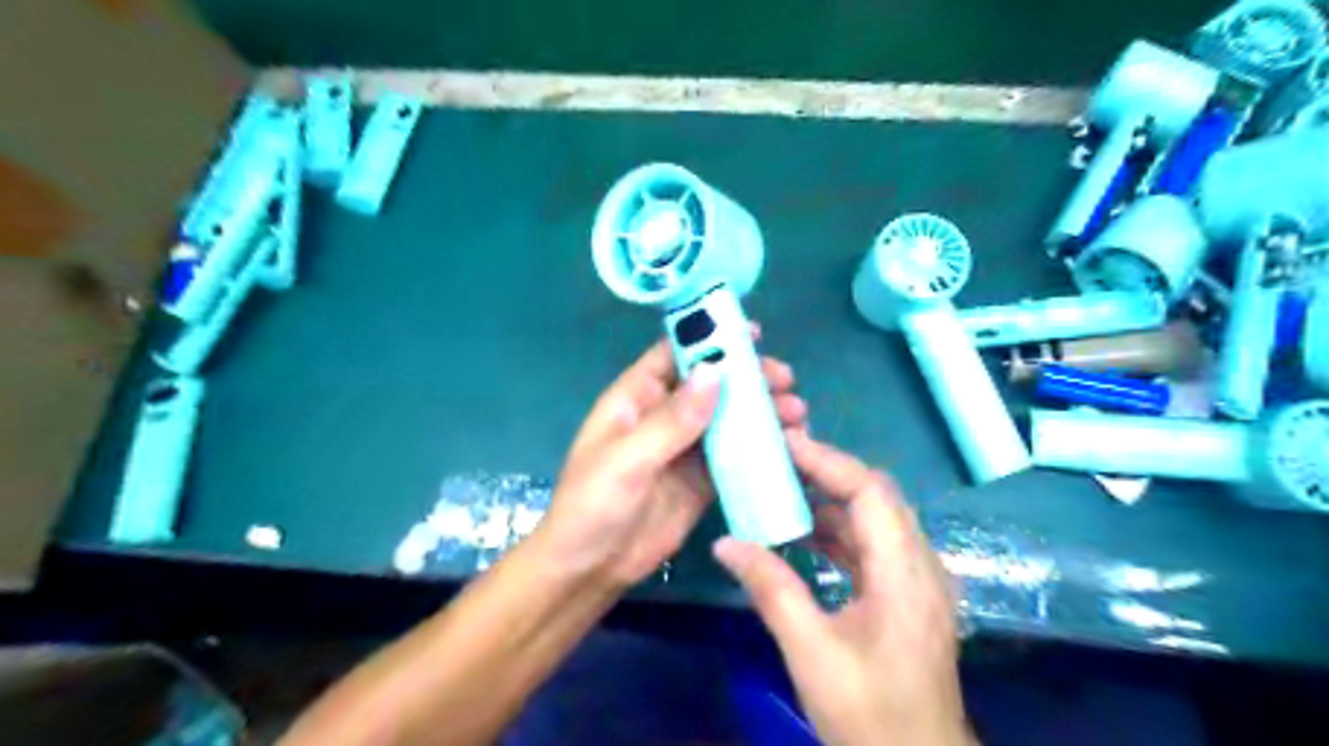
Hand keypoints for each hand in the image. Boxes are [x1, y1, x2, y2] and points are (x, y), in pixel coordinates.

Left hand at [535, 334, 809, 587]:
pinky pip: (733, 455)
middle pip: (710, 384)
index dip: (709, 339)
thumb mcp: (627, 459)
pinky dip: (759, 447)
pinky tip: (787, 445)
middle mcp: (663, 416)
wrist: (591, 567)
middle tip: (784, 380)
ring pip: (727, 418)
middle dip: (747, 377)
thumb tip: (714, 373)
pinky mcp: (701, 479)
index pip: (674, 355)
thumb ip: (672, 420)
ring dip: (760, 411)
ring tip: (796, 412)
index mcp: (636, 399)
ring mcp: (684, 448)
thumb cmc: (593, 504)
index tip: (752, 334)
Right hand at [712, 432, 971, 745]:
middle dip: (829, 471)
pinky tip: (804, 533)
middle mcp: (921, 565)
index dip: (828, 461)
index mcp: (905, 573)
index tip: (785, 444)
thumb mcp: (811, 653)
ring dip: (833, 499)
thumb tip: (726, 543)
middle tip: (780, 458)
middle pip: (877, 496)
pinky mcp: (908, 595)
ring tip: (784, 487)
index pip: (871, 492)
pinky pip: (873, 544)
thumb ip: (771, 590)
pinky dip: (839, 530)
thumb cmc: (870, 714)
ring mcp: (918, 580)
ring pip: (876, 518)